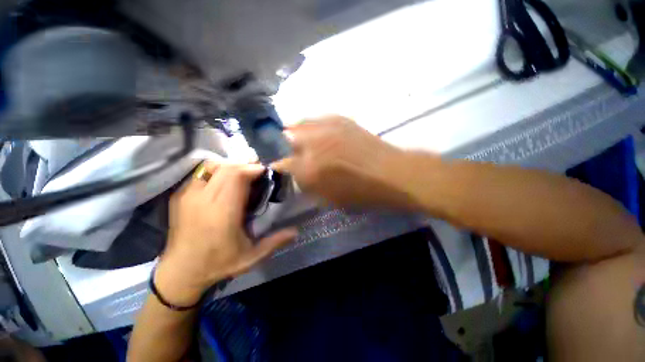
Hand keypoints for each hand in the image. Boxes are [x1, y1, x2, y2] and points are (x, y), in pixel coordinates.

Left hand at [155, 162, 296, 305]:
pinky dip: (217, 171)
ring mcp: (188, 196)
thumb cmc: (218, 264)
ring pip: (212, 167)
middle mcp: (204, 200)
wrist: (180, 272)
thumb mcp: (251, 257)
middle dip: (245, 165)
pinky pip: (201, 174)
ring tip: (242, 174)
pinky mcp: (180, 196)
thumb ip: (274, 242)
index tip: (265, 172)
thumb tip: (296, 231)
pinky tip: (225, 181)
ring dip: (231, 166)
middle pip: (227, 168)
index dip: (252, 170)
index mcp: (223, 213)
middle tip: (257, 172)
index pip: (236, 177)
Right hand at [271, 115, 421, 210]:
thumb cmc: (360, 193)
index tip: (280, 168)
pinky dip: (311, 125)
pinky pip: (317, 118)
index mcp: (309, 169)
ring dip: (295, 132)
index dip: (279, 166)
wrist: (391, 173)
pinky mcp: (340, 119)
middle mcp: (313, 144)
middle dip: (285, 146)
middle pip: (286, 138)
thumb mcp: (329, 198)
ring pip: (299, 123)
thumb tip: (297, 176)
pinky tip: (316, 132)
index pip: (282, 164)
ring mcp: (327, 127)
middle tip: (292, 153)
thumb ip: (308, 186)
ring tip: (299, 139)